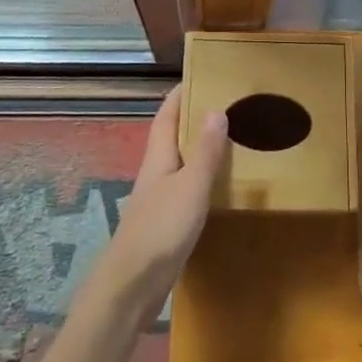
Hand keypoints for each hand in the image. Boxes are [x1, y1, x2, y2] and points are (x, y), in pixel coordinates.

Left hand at [100, 86, 227, 316]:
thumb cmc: (161, 229)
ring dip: (198, 148)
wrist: (132, 286)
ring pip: (179, 162)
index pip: (166, 115)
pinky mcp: (164, 223)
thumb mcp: (191, 187)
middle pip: (171, 136)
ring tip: (229, 139)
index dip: (179, 95)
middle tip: (225, 103)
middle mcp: (156, 172)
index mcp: (159, 158)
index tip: (200, 75)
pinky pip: (185, 188)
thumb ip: (205, 151)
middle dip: (192, 117)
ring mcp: (158, 199)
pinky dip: (201, 178)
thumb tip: (216, 109)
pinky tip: (219, 186)